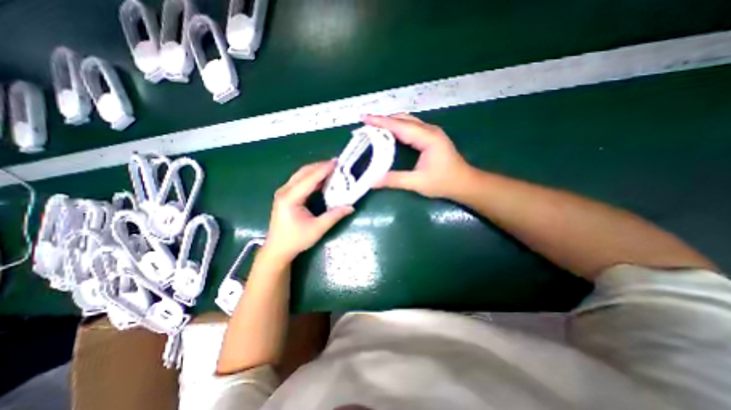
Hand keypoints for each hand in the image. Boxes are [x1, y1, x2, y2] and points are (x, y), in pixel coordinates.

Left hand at [263, 160, 353, 261]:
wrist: (277, 249)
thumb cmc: (296, 240)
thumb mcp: (317, 229)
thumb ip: (334, 216)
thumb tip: (351, 207)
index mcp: (290, 198)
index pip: (309, 179)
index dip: (324, 170)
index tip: (337, 162)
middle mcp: (284, 191)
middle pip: (303, 173)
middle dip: (320, 166)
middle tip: (336, 163)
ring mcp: (283, 192)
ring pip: (301, 175)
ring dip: (315, 170)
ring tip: (331, 168)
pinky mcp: (285, 195)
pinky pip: (299, 181)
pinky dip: (311, 177)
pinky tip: (321, 178)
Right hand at [363, 114, 470, 199]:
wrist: (464, 183)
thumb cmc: (444, 182)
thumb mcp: (418, 183)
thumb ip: (394, 180)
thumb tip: (372, 181)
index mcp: (428, 138)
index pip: (400, 126)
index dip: (381, 122)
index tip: (364, 118)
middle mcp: (429, 130)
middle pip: (403, 119)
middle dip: (384, 120)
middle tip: (366, 123)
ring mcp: (431, 132)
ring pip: (407, 121)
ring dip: (390, 122)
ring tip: (374, 127)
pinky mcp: (431, 137)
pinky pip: (411, 127)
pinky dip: (397, 128)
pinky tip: (389, 133)